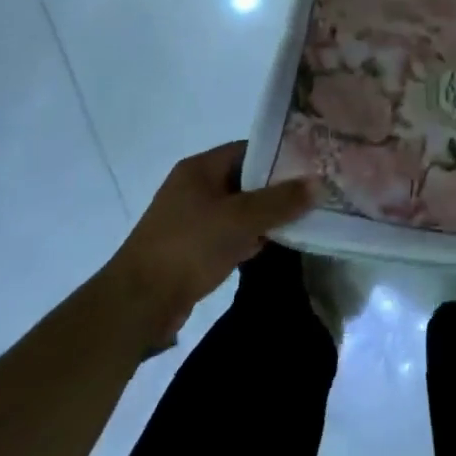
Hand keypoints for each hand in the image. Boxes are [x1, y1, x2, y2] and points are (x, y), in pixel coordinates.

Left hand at [108, 141, 315, 344]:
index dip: (280, 155)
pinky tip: (272, 246)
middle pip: (245, 180)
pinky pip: (228, 235)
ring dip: (264, 217)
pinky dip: (248, 239)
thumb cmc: (188, 248)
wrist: (136, 305)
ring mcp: (190, 220)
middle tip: (312, 193)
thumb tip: (318, 183)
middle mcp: (194, 188)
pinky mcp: (190, 250)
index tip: (311, 165)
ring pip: (238, 210)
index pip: (249, 149)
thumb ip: (280, 201)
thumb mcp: (240, 219)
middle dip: (276, 189)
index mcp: (200, 169)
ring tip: (302, 219)